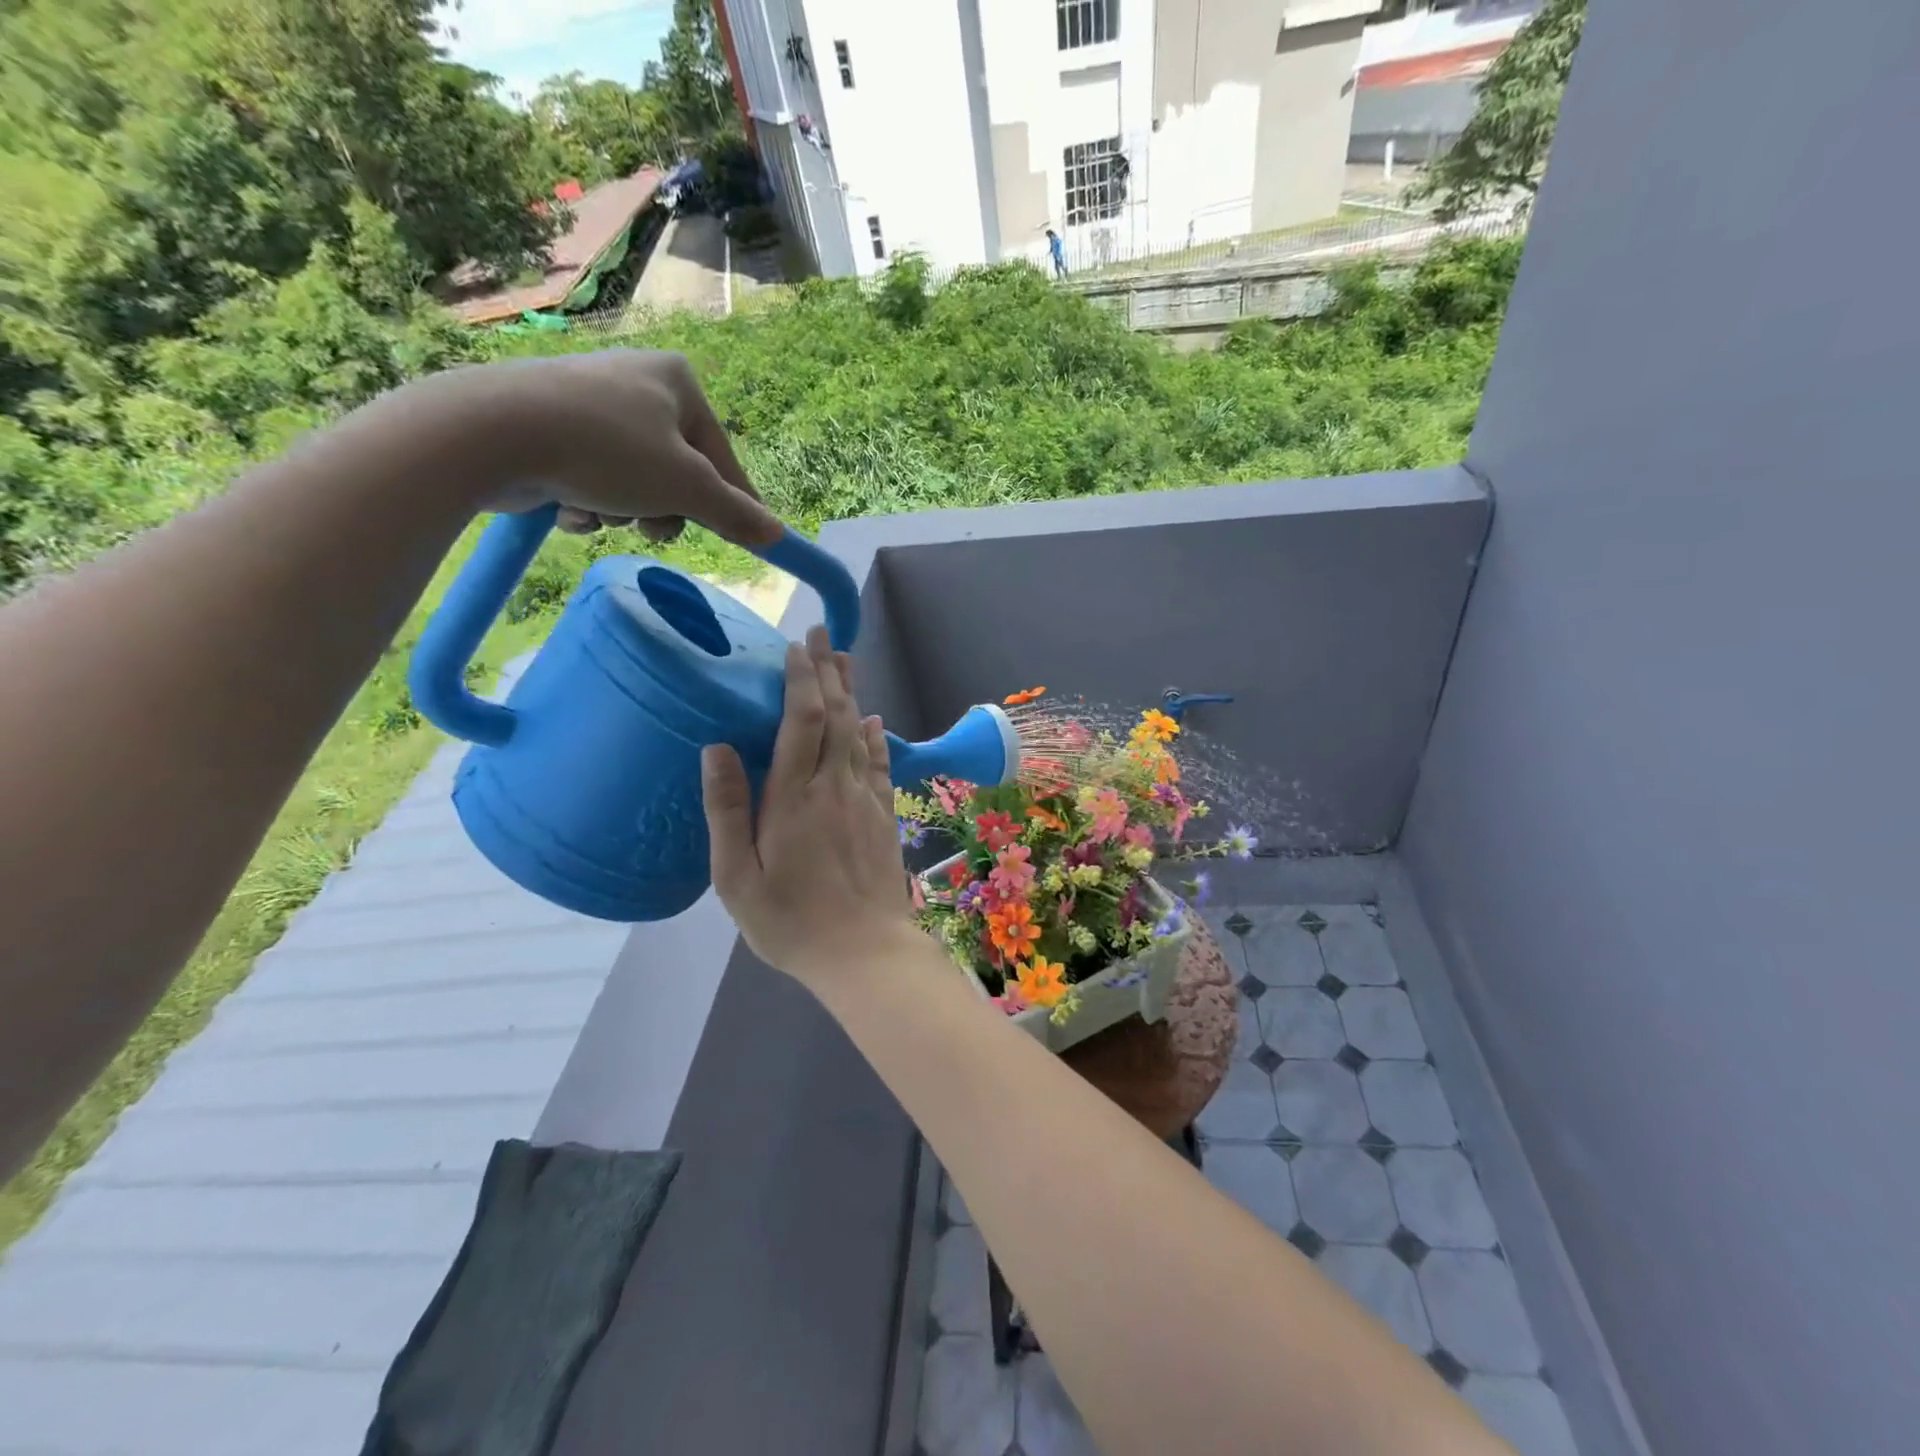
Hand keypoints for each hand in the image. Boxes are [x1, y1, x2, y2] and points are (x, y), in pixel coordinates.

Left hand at [401, 349, 781, 547]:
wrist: (492, 432)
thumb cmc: (608, 451)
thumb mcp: (687, 488)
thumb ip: (735, 513)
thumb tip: (776, 535)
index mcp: (678, 381)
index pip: (723, 457)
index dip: (735, 504)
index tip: (749, 540)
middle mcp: (637, 382)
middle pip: (678, 473)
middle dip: (663, 509)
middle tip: (649, 525)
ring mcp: (591, 403)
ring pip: (634, 482)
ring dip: (623, 511)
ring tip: (599, 510)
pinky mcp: (552, 426)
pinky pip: (592, 478)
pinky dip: (587, 502)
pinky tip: (566, 506)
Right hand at [701, 625, 919, 989]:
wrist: (865, 954)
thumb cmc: (790, 922)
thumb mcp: (736, 878)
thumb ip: (727, 810)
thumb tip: (717, 748)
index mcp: (794, 798)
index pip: (802, 720)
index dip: (801, 679)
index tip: (796, 648)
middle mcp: (834, 787)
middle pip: (836, 715)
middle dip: (828, 671)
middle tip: (822, 633)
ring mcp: (865, 800)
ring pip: (860, 732)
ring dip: (852, 693)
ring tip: (845, 659)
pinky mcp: (884, 818)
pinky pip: (880, 765)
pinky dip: (877, 737)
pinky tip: (875, 721)